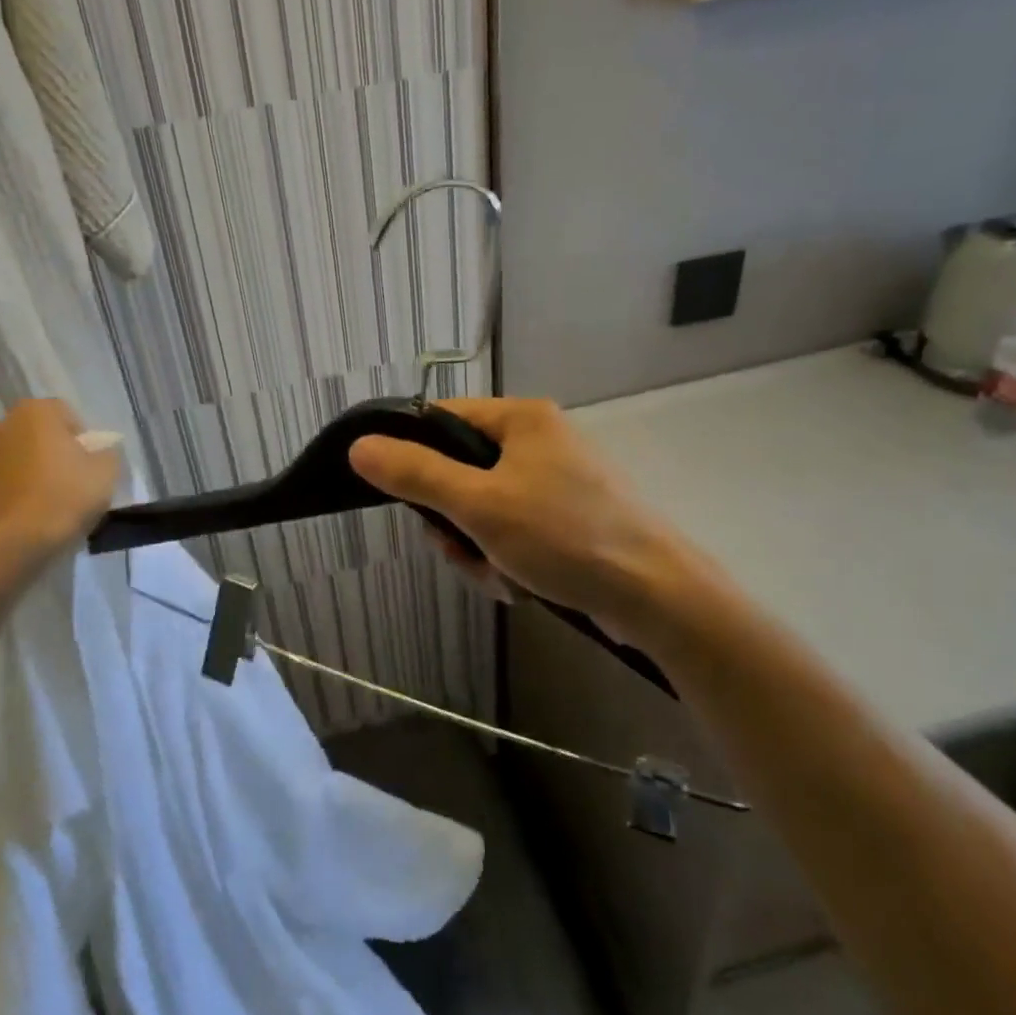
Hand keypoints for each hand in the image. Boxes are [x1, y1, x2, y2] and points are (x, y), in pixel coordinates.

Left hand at [0, 400, 119, 555]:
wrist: (8, 545)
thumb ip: (108, 453)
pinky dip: (10, 492)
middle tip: (70, 482)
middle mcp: (0, 424)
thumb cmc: (62, 499)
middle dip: (52, 452)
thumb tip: (102, 450)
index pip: (66, 414)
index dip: (83, 439)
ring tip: (46, 503)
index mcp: (35, 412)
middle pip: (36, 434)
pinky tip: (25, 516)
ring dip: (28, 471)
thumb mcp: (106, 474)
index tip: (90, 466)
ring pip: (14, 457)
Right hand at [348, 398, 731, 651]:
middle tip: (460, 548)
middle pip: (458, 471)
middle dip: (452, 521)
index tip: (395, 492)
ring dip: (478, 548)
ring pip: (481, 510)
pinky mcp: (567, 519)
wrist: (658, 597)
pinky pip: (511, 531)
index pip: (441, 417)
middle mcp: (539, 441)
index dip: (410, 451)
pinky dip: (505, 560)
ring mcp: (555, 481)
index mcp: (522, 419)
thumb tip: (358, 446)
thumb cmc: (565, 537)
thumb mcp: (479, 505)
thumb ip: (415, 474)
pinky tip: (521, 585)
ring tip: (501, 576)